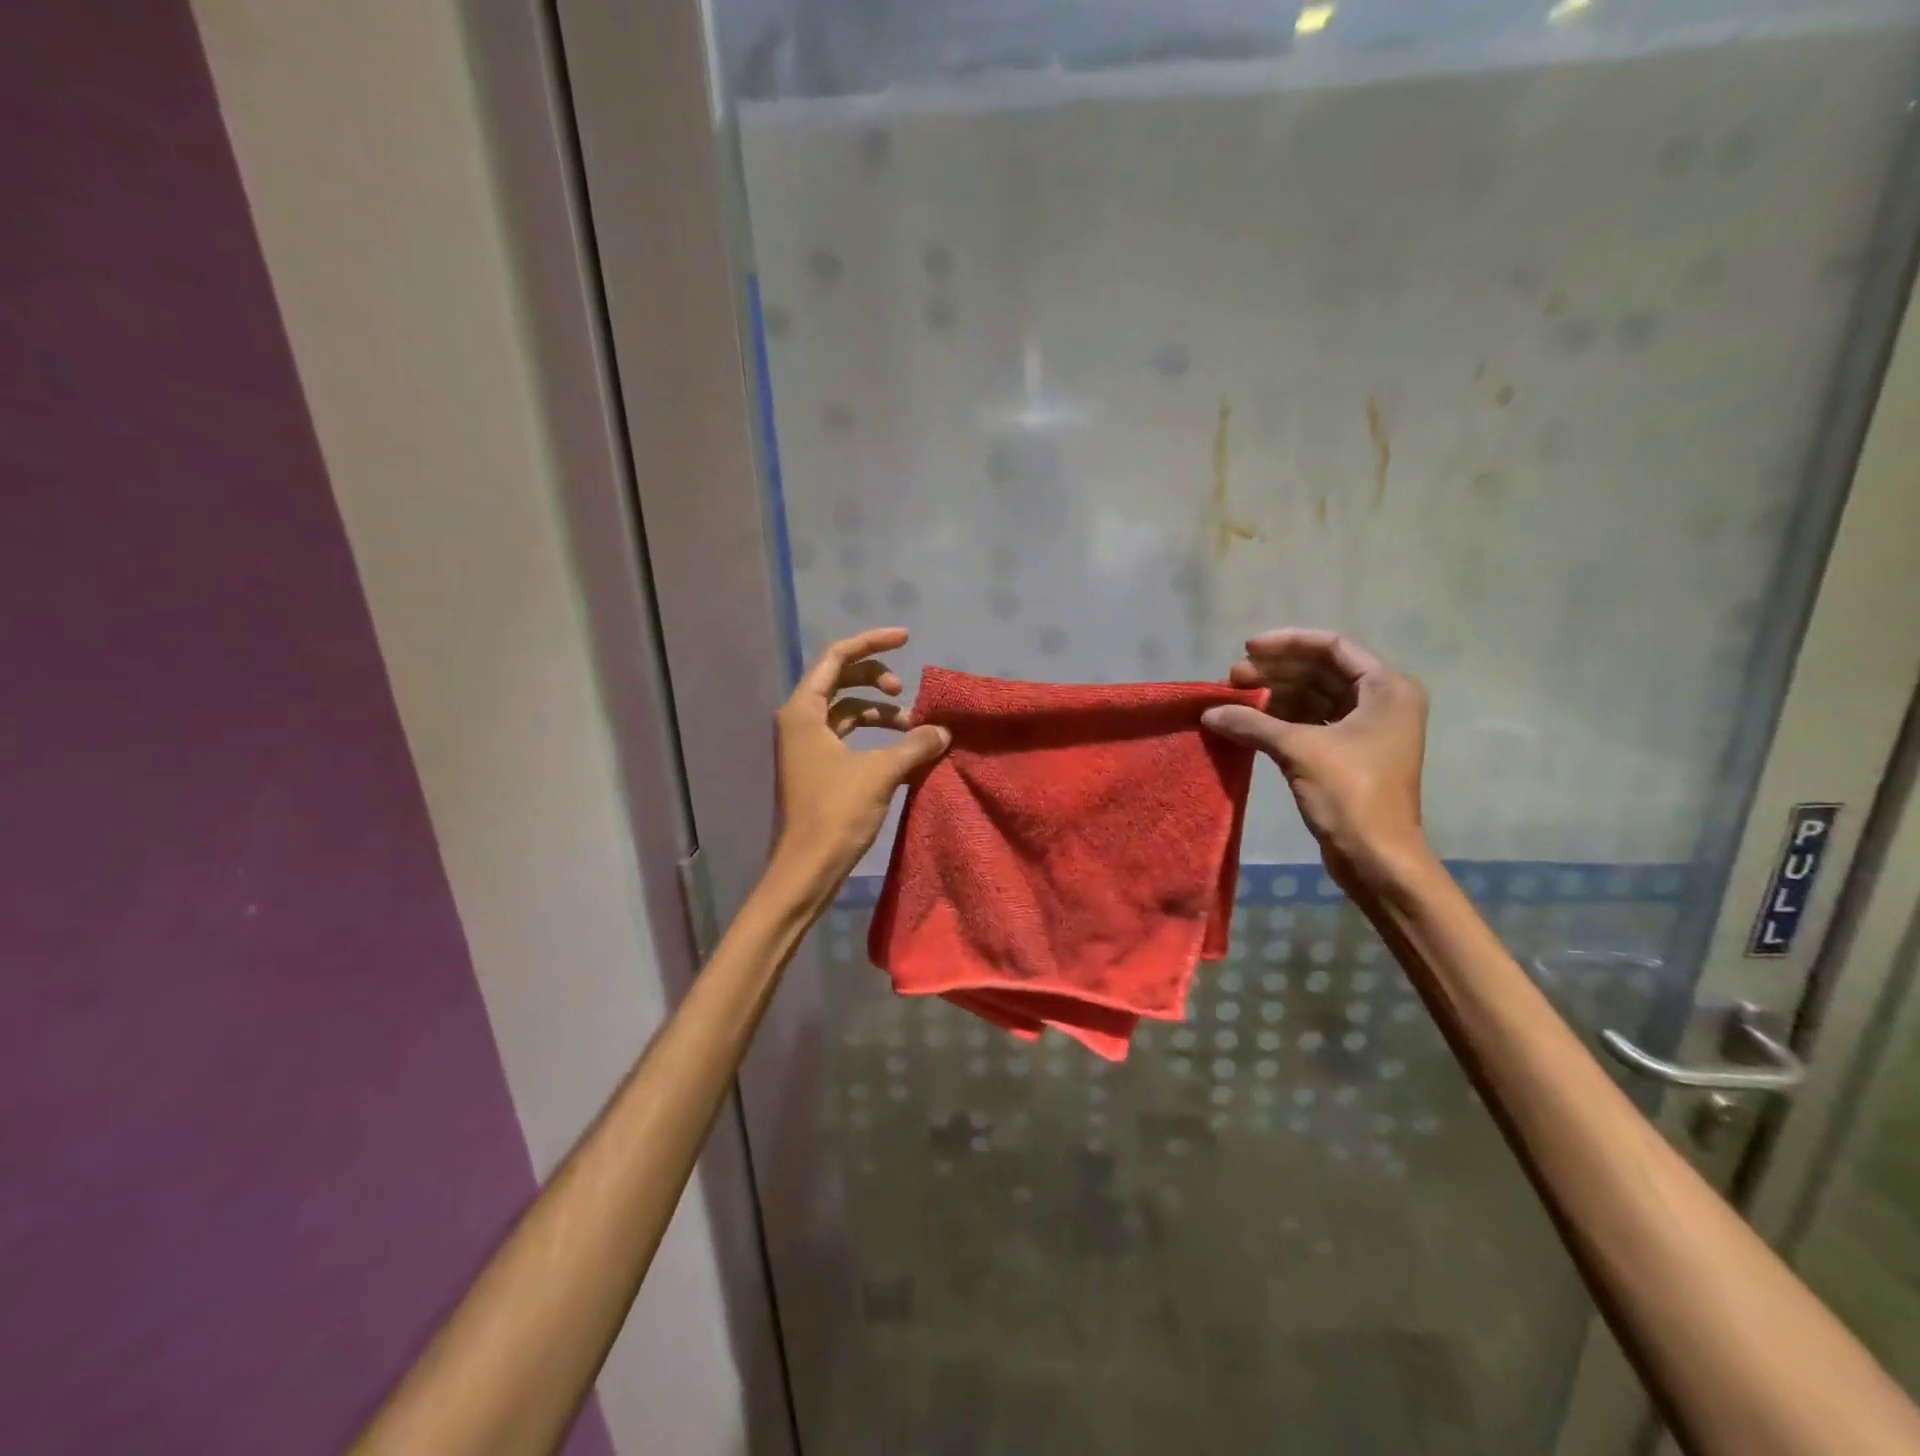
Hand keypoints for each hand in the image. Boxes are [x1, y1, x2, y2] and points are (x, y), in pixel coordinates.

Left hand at [770, 627, 950, 893]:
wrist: (806, 869)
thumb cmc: (835, 813)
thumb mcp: (880, 772)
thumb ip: (914, 745)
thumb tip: (943, 731)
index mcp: (803, 710)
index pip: (837, 657)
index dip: (872, 643)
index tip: (907, 639)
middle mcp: (800, 721)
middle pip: (840, 681)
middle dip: (876, 680)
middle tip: (906, 693)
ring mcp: (806, 746)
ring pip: (845, 712)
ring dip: (879, 713)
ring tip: (912, 729)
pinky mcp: (816, 769)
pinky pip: (847, 738)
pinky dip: (873, 737)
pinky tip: (901, 751)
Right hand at [1201, 629, 1428, 887]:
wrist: (1377, 858)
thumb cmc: (1351, 794)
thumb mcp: (1299, 751)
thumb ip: (1252, 723)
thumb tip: (1210, 712)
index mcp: (1385, 688)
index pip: (1332, 646)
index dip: (1287, 643)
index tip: (1246, 650)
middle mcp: (1381, 700)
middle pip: (1320, 670)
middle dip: (1274, 672)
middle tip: (1231, 679)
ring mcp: (1366, 728)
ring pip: (1313, 697)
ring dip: (1274, 696)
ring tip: (1233, 700)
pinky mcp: (1349, 753)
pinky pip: (1311, 722)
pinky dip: (1280, 720)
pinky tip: (1248, 722)